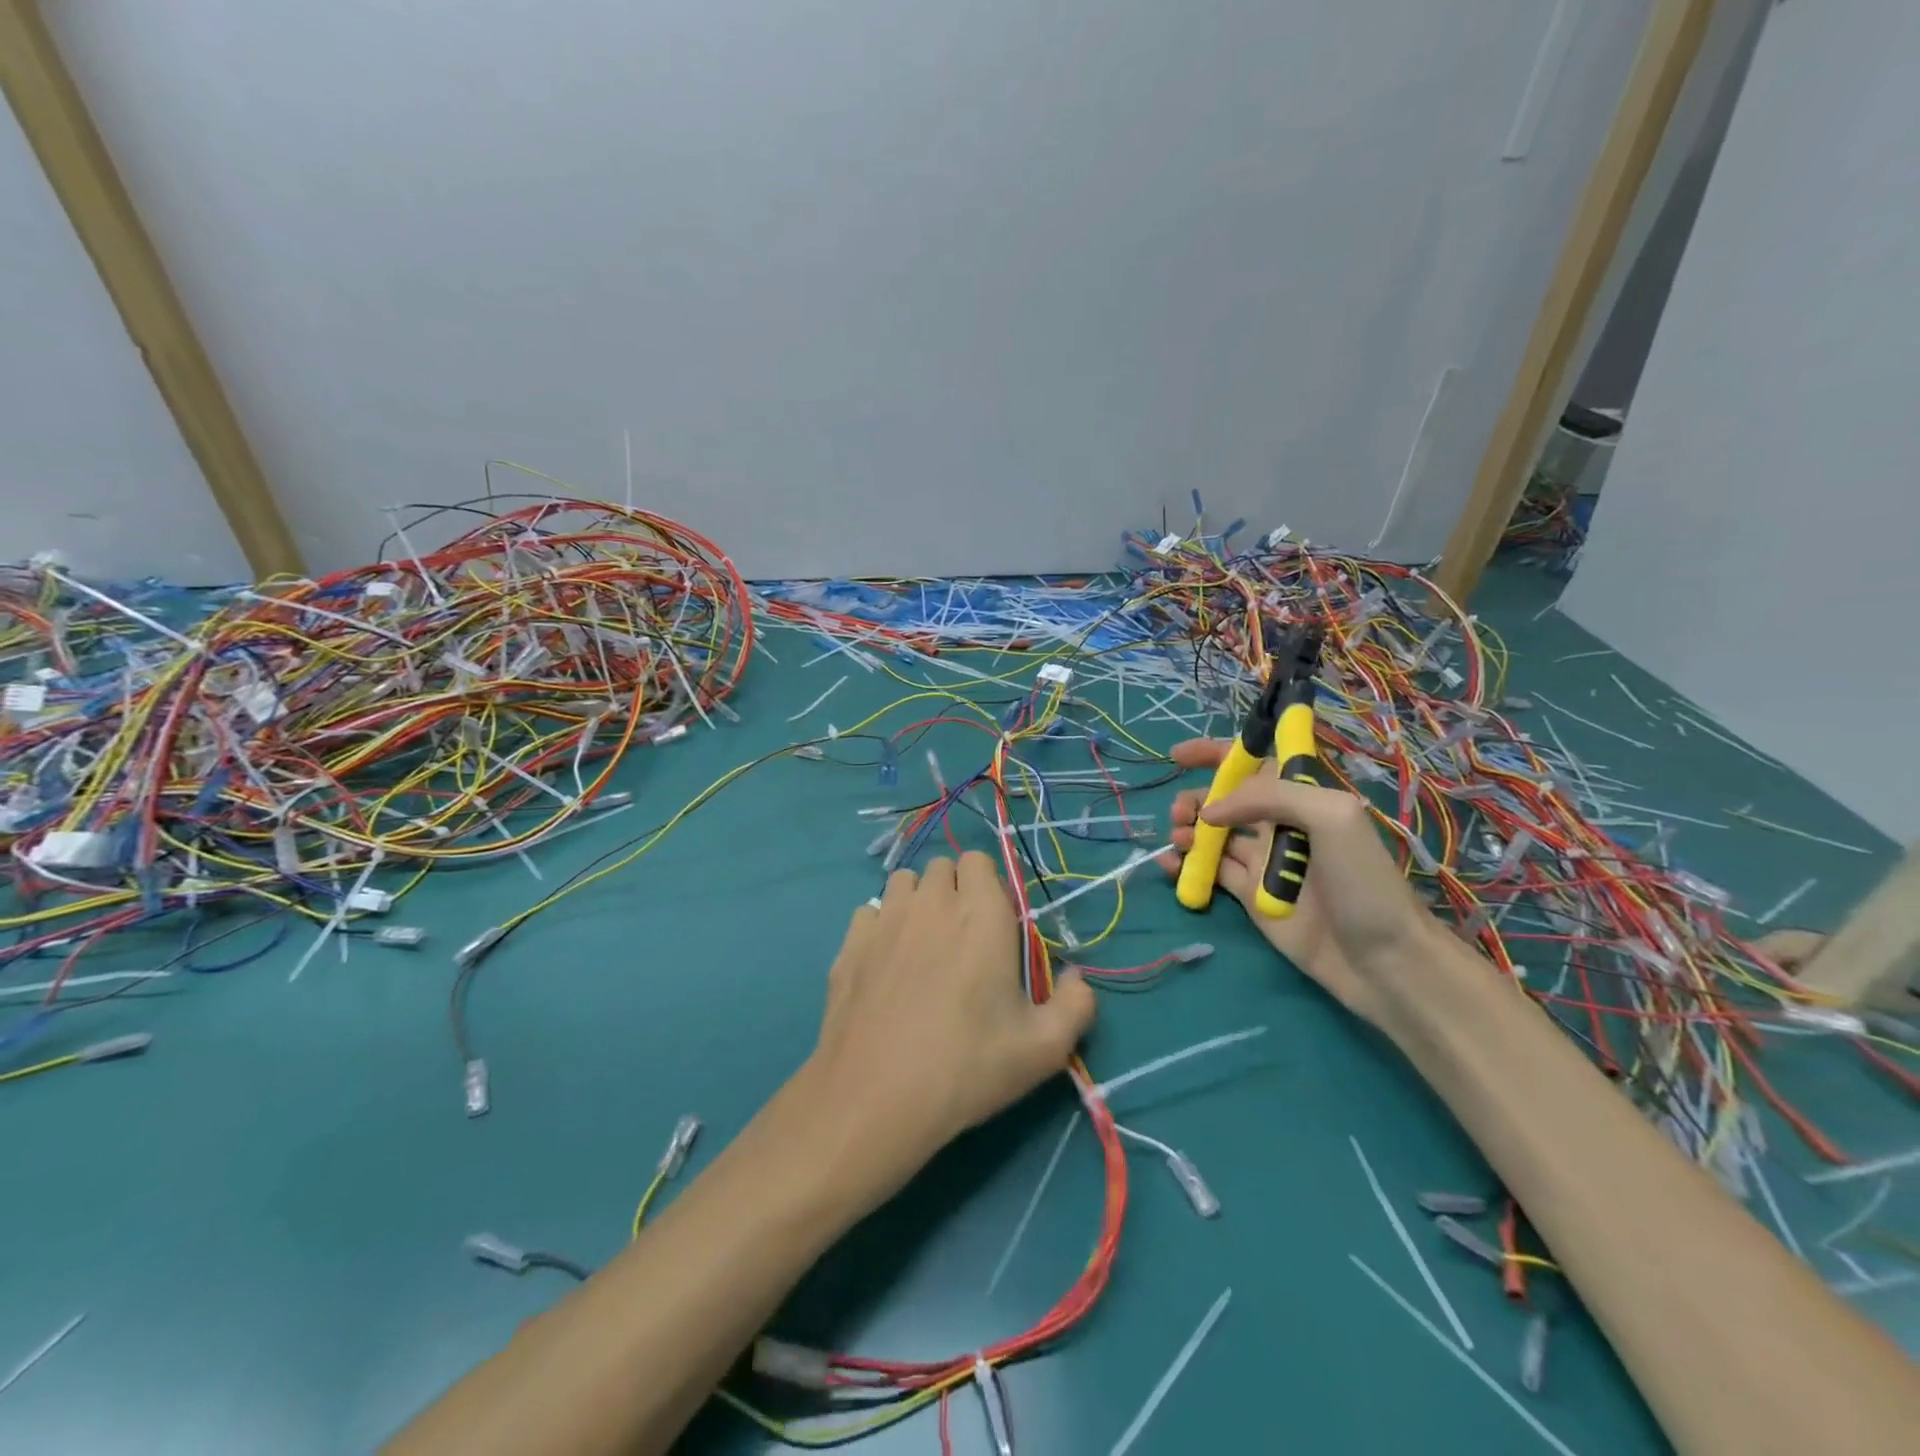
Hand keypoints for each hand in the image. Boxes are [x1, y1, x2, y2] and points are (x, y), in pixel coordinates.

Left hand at [795, 852, 1096, 1205]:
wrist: (875, 1096)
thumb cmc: (967, 1066)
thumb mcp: (1044, 1048)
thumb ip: (1075, 1004)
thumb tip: (1076, 977)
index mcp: (981, 913)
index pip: (981, 860)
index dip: (990, 886)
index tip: (996, 926)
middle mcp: (932, 902)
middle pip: (943, 866)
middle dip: (955, 890)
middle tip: (963, 939)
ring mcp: (885, 919)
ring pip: (903, 882)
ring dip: (917, 901)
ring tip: (923, 946)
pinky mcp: (850, 943)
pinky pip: (869, 913)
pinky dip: (880, 927)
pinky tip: (885, 965)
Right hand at [1155, 738, 1439, 1028]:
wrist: (1381, 959)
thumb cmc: (1363, 881)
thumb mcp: (1331, 817)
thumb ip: (1270, 796)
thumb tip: (1211, 812)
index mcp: (1301, 799)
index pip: (1254, 764)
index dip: (1216, 754)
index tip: (1178, 755)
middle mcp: (1279, 825)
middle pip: (1224, 799)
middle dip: (1196, 797)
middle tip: (1181, 813)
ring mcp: (1262, 862)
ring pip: (1212, 835)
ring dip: (1188, 829)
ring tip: (1179, 838)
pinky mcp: (1249, 897)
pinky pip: (1210, 872)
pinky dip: (1185, 864)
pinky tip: (1169, 864)